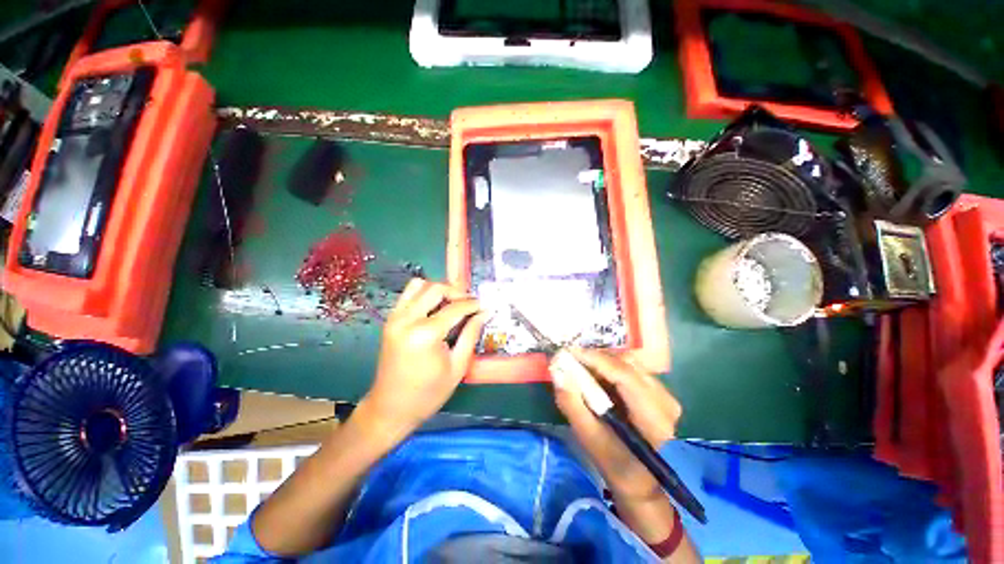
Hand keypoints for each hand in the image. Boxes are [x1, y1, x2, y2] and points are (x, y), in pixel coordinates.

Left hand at [358, 279, 486, 439]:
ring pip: (419, 285)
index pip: (455, 308)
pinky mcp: (390, 320)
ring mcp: (395, 317)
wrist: (390, 408)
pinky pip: (408, 294)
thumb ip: (471, 335)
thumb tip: (484, 313)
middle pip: (436, 289)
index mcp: (425, 334)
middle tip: (470, 305)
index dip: (473, 304)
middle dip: (457, 292)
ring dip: (439, 290)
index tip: (485, 306)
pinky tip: (435, 308)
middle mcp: (407, 319)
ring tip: (452, 304)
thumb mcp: (457, 367)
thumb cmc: (428, 394)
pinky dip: (424, 294)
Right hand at [552, 348, 681, 499]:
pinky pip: (631, 368)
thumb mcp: (589, 439)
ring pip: (628, 363)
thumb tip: (557, 372)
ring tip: (582, 369)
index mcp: (653, 419)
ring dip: (602, 362)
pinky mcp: (659, 392)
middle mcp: (665, 400)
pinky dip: (610, 367)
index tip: (568, 352)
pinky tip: (597, 377)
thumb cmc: (616, 465)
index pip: (624, 375)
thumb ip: (572, 405)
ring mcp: (665, 394)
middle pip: (626, 364)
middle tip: (571, 361)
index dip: (595, 359)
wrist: (642, 481)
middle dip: (595, 359)